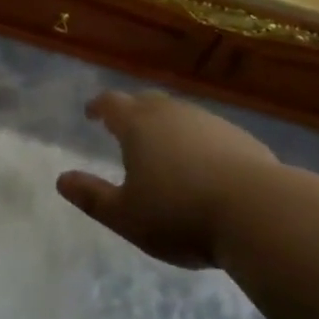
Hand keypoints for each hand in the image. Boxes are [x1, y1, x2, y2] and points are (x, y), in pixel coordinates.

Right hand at [57, 90, 280, 268]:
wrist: (257, 211)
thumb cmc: (180, 214)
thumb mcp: (127, 216)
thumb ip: (92, 197)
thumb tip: (61, 180)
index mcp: (138, 124)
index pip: (110, 104)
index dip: (98, 107)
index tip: (91, 113)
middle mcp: (170, 112)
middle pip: (145, 101)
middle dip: (132, 111)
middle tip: (125, 127)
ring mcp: (207, 120)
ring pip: (178, 115)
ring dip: (167, 126)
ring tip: (164, 149)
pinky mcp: (238, 137)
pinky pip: (207, 131)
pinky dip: (197, 141)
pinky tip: (204, 166)